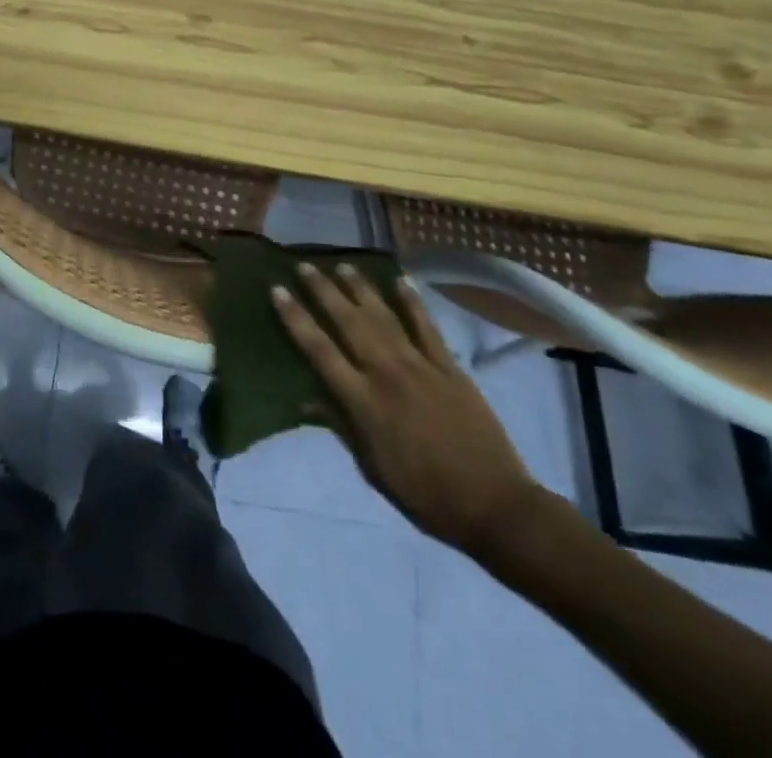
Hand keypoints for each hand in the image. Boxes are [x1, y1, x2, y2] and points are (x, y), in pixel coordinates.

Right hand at [274, 262, 539, 555]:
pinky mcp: (450, 368)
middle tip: (304, 266)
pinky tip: (401, 281)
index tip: (277, 291)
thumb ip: (340, 426)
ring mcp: (420, 366)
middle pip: (348, 322)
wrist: (494, 506)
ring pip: (383, 317)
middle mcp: (386, 374)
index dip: (295, 318)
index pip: (319, 350)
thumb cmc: (424, 494)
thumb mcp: (372, 468)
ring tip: (342, 265)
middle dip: (323, 291)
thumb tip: (303, 401)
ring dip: (361, 289)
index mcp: (363, 402)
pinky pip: (427, 327)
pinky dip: (413, 302)